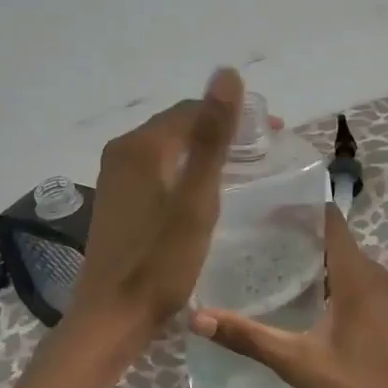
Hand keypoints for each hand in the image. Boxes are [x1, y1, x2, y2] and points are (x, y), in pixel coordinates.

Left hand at [0, 68, 242, 387]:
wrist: (114, 315)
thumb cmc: (161, 261)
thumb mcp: (197, 198)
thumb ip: (213, 136)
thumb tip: (227, 72)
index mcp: (141, 145)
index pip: (193, 110)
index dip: (236, 116)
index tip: (274, 135)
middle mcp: (122, 152)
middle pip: (180, 126)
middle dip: (221, 132)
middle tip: (263, 152)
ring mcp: (115, 177)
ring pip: (169, 149)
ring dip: (204, 152)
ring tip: (242, 168)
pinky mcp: (117, 200)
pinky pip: (157, 170)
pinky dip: (185, 171)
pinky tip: (204, 191)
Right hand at [188, 204, 387, 387]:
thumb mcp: (298, 362)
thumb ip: (249, 337)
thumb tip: (197, 318)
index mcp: (356, 274)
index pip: (328, 218)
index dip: (296, 207)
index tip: (259, 205)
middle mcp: (373, 275)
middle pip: (331, 236)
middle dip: (294, 231)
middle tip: (248, 233)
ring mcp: (382, 294)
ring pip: (341, 259)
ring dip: (308, 256)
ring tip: (263, 257)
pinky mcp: (383, 313)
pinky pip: (350, 279)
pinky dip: (323, 276)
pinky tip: (295, 293)